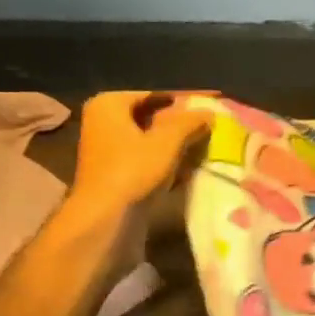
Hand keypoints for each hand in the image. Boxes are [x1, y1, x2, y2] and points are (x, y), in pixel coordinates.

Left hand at [68, 92, 212, 224]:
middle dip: (180, 126)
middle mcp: (103, 122)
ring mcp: (108, 151)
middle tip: (210, 130)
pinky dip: (165, 164)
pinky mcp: (115, 175)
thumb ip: (189, 122)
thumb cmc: (133, 170)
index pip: (154, 95)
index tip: (209, 109)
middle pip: (151, 118)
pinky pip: (146, 161)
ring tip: (204, 149)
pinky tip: (188, 171)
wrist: (105, 220)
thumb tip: (209, 112)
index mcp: (109, 105)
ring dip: (176, 147)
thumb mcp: (167, 141)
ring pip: (150, 141)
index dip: (183, 102)